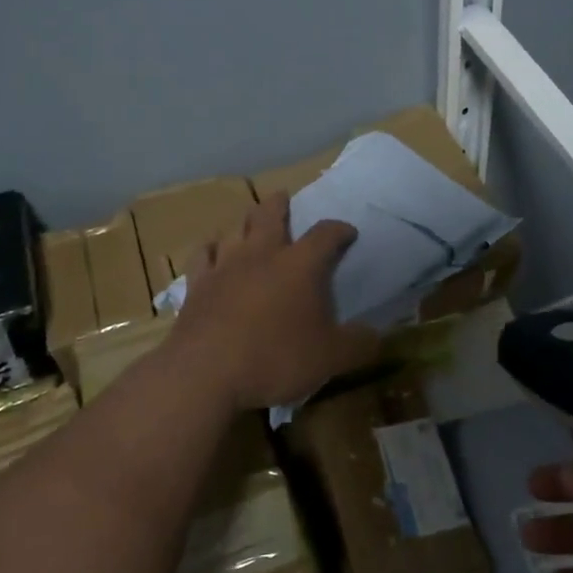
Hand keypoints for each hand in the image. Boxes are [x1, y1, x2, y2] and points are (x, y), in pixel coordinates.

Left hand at [166, 192, 379, 410]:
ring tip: (249, 225)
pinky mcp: (196, 286)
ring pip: (235, 230)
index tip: (348, 233)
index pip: (326, 234)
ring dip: (244, 224)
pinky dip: (210, 250)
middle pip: (269, 215)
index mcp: (301, 265)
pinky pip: (202, 256)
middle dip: (280, 205)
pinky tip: (211, 253)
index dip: (340, 230)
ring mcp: (225, 267)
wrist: (205, 374)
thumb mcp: (331, 359)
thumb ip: (358, 344)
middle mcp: (262, 255)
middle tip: (284, 199)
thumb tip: (376, 336)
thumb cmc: (276, 359)